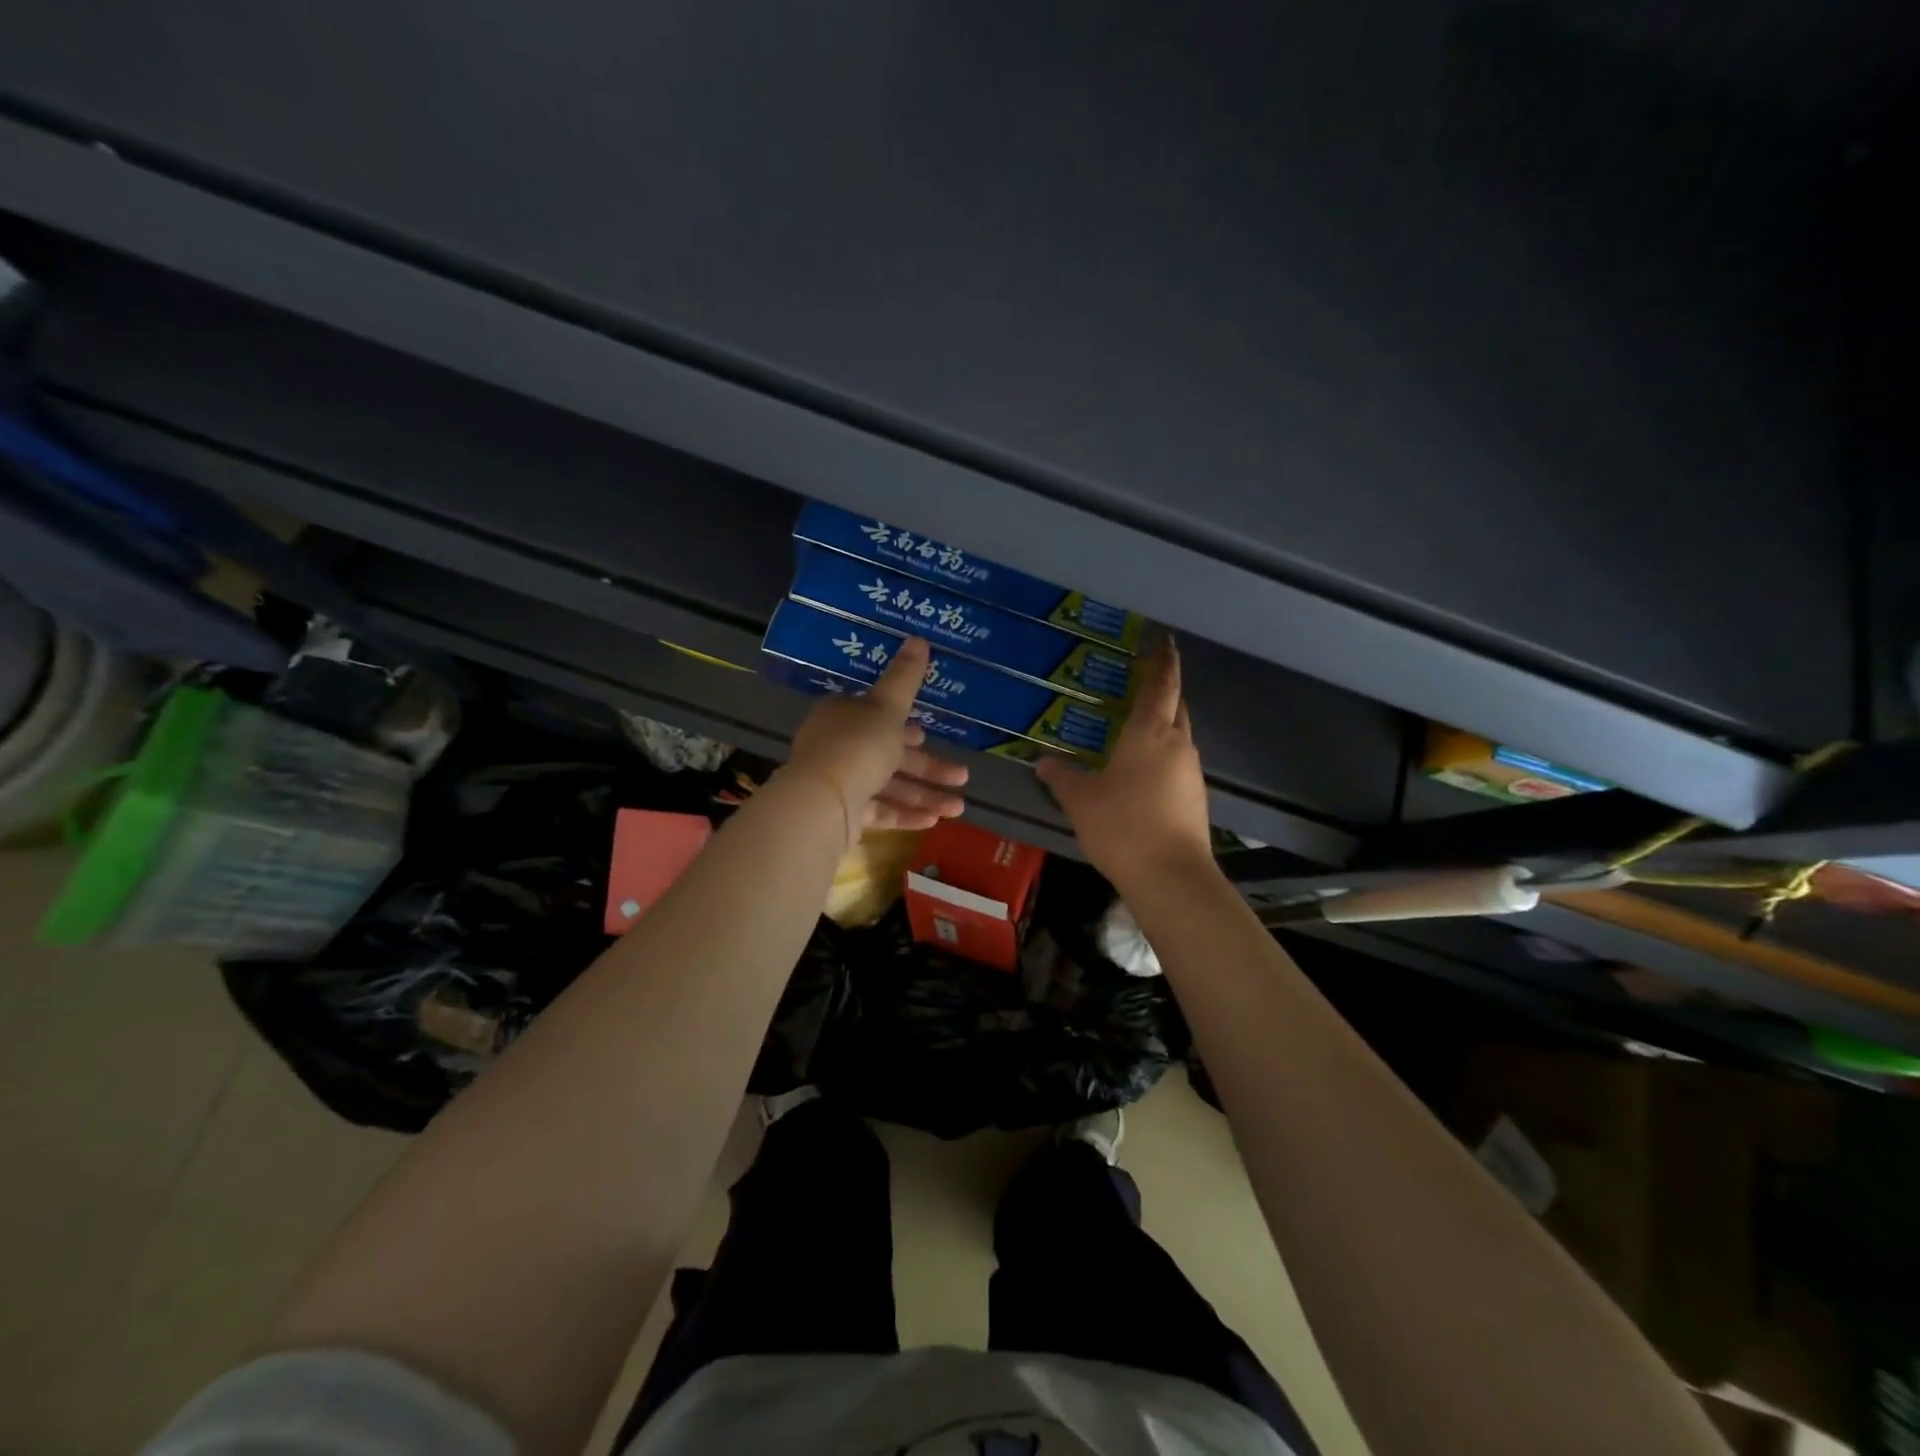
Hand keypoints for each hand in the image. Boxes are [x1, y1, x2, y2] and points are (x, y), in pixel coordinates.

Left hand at [784, 637, 968, 841]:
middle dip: (929, 768)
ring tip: (958, 808)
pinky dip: (905, 814)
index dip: (906, 726)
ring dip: (924, 796)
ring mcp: (840, 783)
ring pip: (888, 786)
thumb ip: (905, 677)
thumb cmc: (856, 746)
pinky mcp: (843, 814)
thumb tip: (919, 638)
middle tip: (962, 777)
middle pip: (890, 754)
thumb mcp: (887, 707)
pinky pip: (879, 811)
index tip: (929, 735)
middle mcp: (838, 747)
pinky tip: (933, 821)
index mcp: (843, 716)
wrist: (820, 804)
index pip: (877, 717)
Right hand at [1036, 638, 1212, 888]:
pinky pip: (1179, 763)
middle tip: (1145, 682)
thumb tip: (1042, 761)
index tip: (1164, 641)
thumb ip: (1061, 777)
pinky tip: (1144, 772)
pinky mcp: (1196, 797)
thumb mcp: (1080, 800)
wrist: (1170, 876)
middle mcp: (1177, 744)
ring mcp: (1191, 772)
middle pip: (1177, 706)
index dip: (1163, 661)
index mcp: (1149, 733)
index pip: (1161, 685)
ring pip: (1180, 735)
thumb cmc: (1121, 825)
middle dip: (1165, 690)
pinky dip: (1164, 756)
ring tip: (1137, 729)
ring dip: (1164, 725)